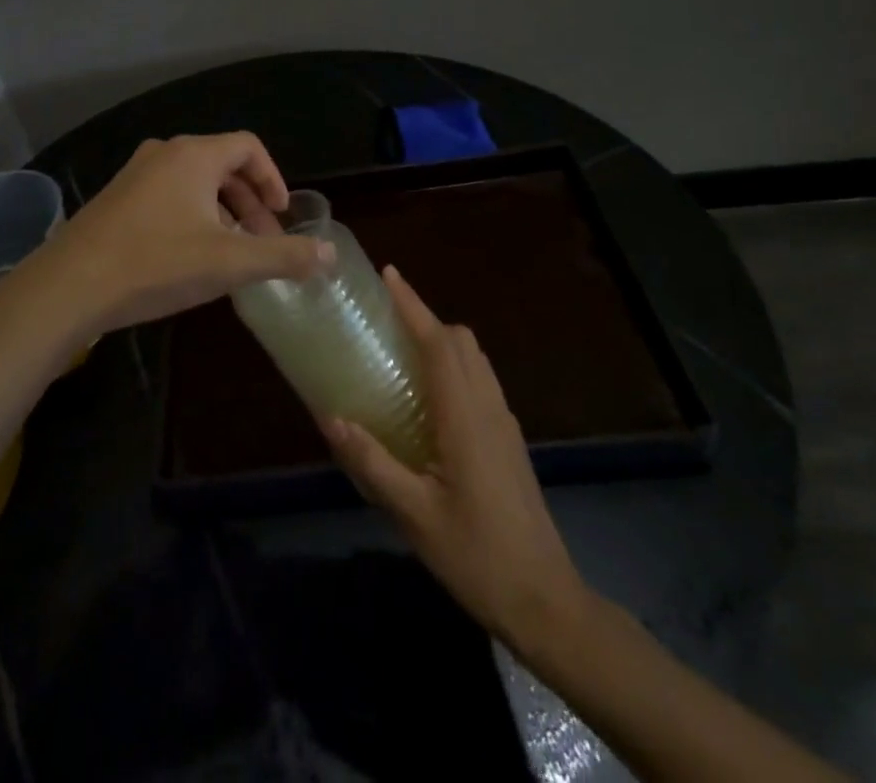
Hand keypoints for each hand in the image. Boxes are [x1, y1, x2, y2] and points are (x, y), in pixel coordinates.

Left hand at [26, 133, 333, 336]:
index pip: (248, 147)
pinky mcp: (116, 198)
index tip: (282, 216)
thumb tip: (330, 253)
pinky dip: (192, 216)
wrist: (69, 285)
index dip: (273, 178)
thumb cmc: (156, 264)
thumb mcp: (229, 263)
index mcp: (194, 155)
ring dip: (222, 211)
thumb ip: (283, 256)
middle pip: (222, 164)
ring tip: (231, 252)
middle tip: (263, 240)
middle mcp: (164, 153)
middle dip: (250, 202)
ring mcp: (135, 174)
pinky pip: (168, 195)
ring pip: (194, 182)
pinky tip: (189, 256)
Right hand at [322, 267, 588, 649]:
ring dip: (442, 341)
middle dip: (426, 318)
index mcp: (464, 416)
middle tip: (386, 320)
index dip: (413, 305)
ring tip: (403, 351)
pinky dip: (455, 366)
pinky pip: (481, 381)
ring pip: (475, 359)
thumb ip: (372, 461)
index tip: (389, 274)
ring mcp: (504, 423)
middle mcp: (488, 407)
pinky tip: (430, 398)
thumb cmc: (476, 555)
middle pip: (461, 341)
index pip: (438, 343)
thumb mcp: (413, 513)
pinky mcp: (509, 441)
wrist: (545, 601)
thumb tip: (330, 416)